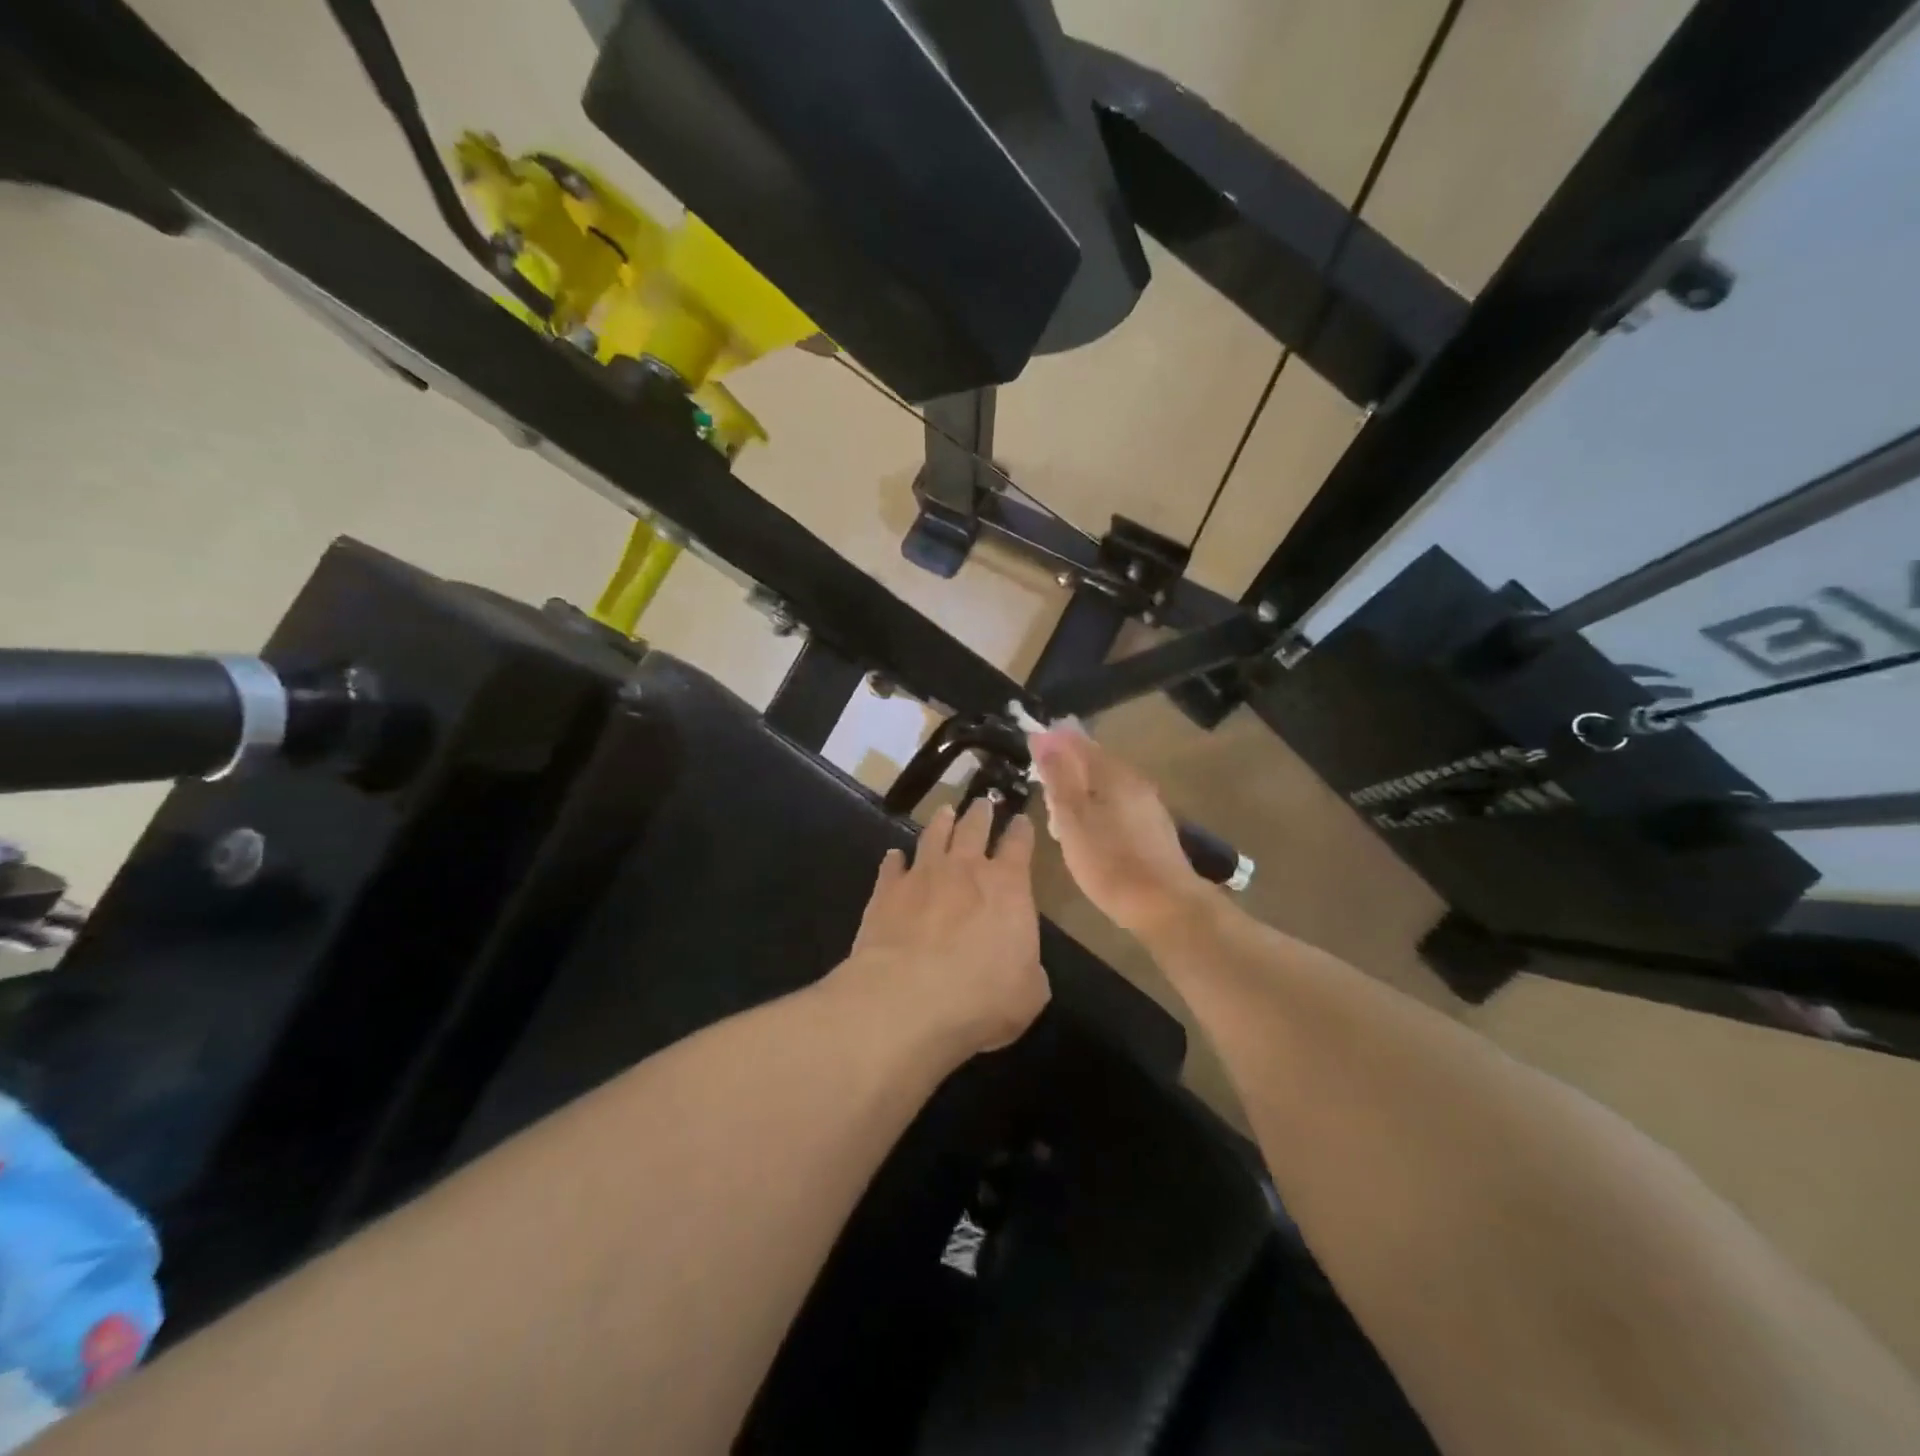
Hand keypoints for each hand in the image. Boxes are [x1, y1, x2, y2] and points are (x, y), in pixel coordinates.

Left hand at [834, 800, 1049, 1061]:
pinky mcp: (886, 891)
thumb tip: (1026, 968)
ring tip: (945, 812)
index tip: (1021, 819)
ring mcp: (922, 875)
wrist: (907, 998)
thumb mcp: (1028, 994)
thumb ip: (1030, 972)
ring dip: (941, 822)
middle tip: (982, 803)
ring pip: (933, 836)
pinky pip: (892, 866)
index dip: (1021, 830)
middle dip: (981, 813)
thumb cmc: (981, 997)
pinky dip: (895, 860)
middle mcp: (965, 869)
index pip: (1019, 845)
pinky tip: (894, 857)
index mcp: (1008, 886)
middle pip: (974, 828)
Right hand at [1029, 726, 1211, 936]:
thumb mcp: (1072, 819)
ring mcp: (1147, 805)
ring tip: (1058, 808)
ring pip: (1106, 785)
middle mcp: (1134, 781)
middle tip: (1040, 777)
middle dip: (1066, 764)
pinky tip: (1087, 829)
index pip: (1078, 742)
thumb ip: (1058, 778)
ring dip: (1080, 789)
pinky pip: (1117, 805)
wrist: (1166, 906)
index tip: (1030, 744)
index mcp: (1113, 773)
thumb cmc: (1110, 862)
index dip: (1053, 740)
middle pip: (1094, 762)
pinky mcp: (1153, 829)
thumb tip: (1044, 737)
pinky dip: (1096, 808)